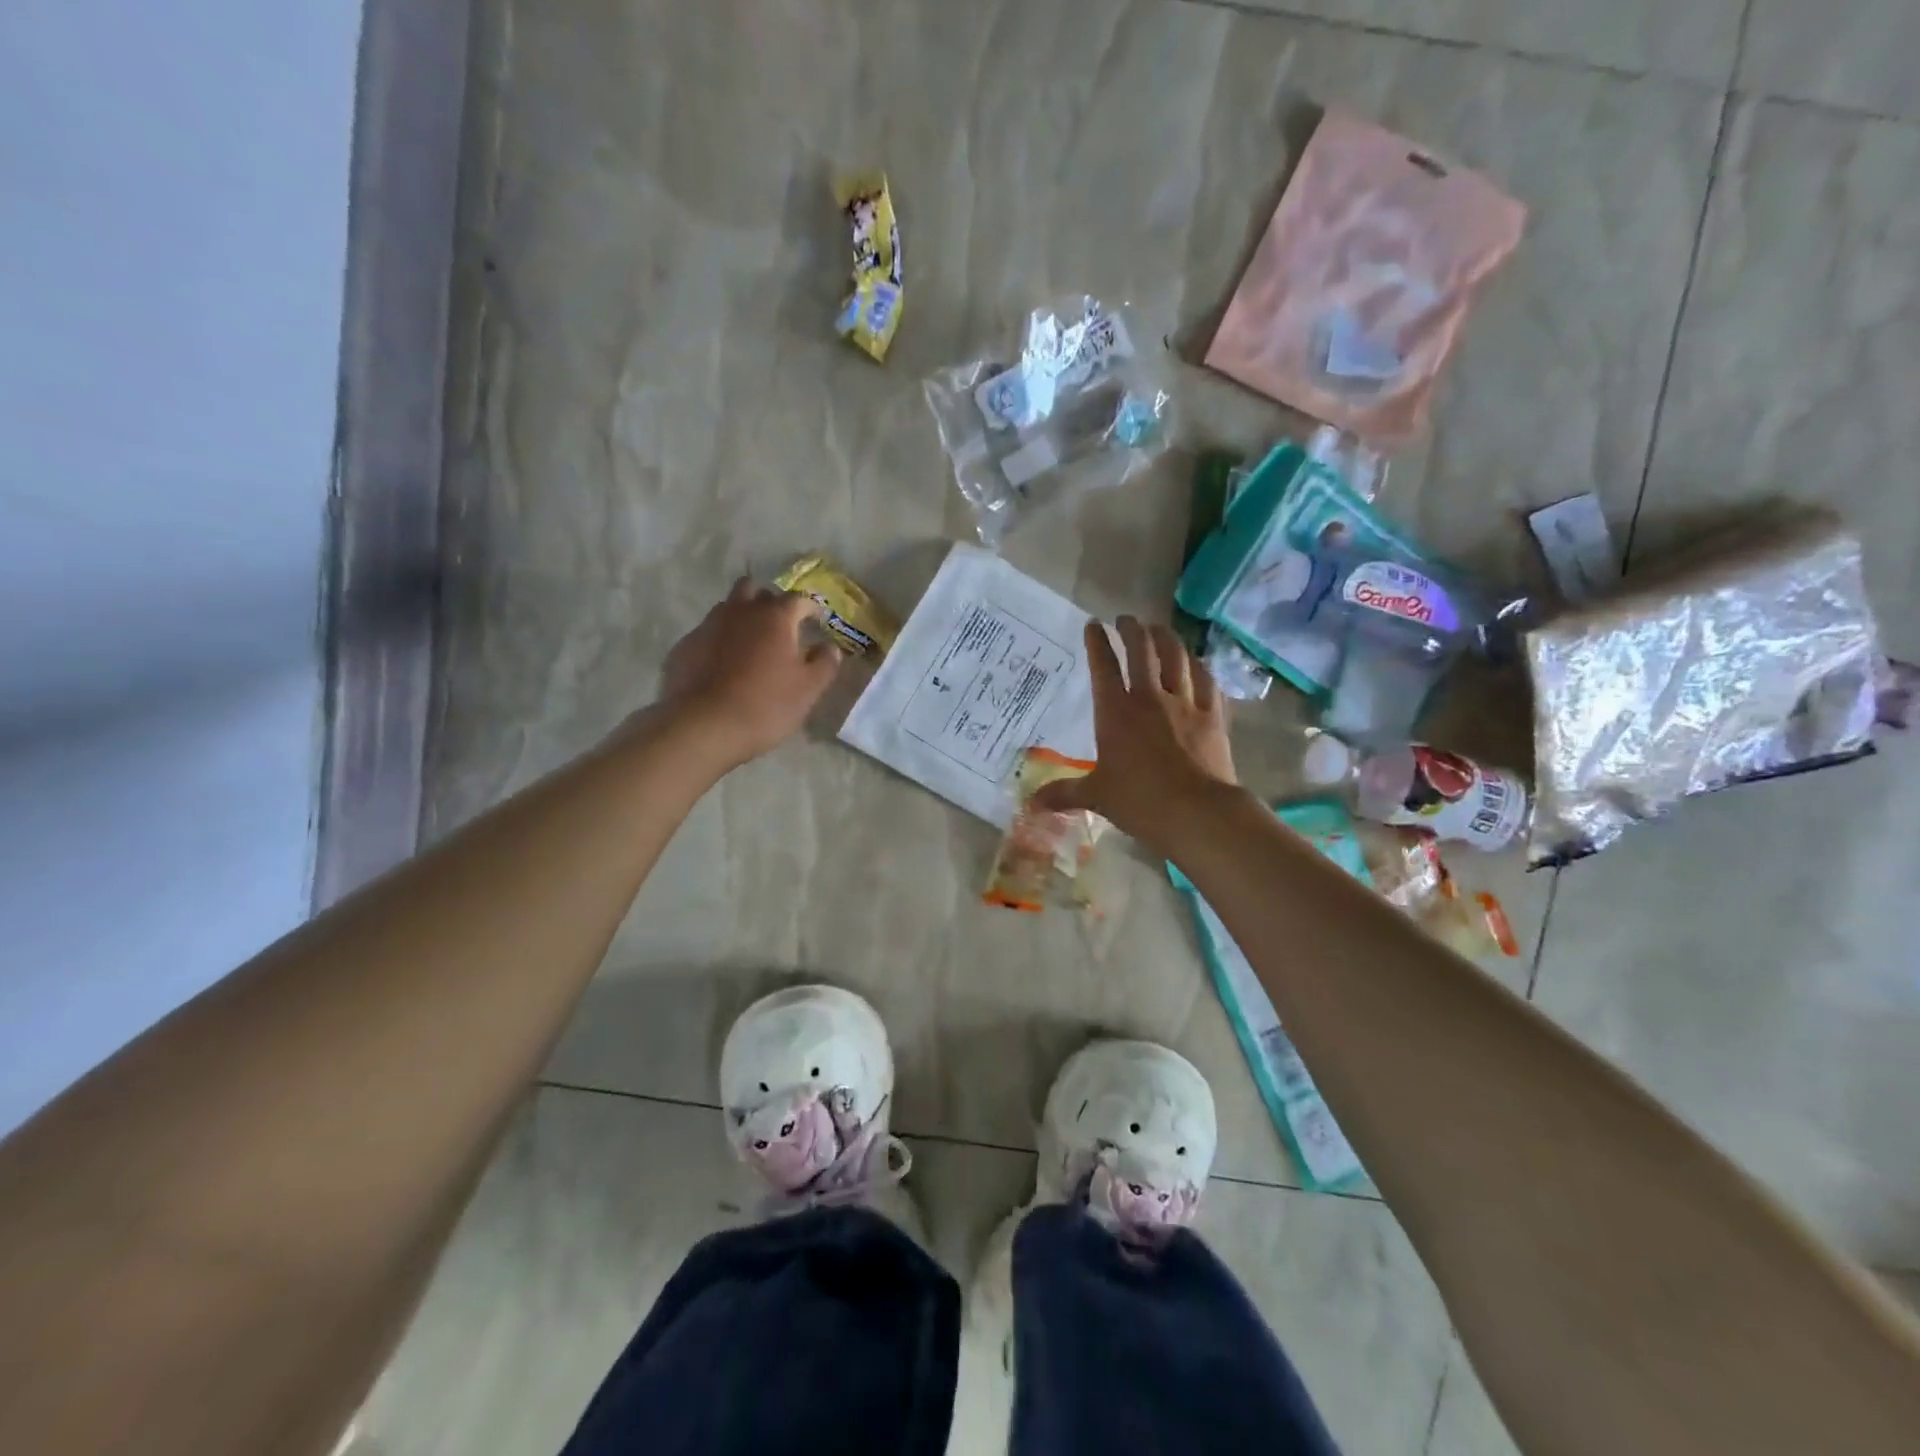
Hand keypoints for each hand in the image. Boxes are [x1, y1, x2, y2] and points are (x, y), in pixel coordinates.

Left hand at [655, 578, 841, 766]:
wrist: (701, 726)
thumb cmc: (764, 705)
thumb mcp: (808, 690)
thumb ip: (824, 663)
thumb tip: (830, 647)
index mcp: (775, 617)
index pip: (798, 599)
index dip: (811, 609)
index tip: (816, 622)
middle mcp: (740, 611)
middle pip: (756, 591)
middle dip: (770, 603)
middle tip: (780, 627)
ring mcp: (708, 626)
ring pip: (728, 608)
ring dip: (742, 617)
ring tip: (750, 644)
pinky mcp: (684, 646)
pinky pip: (708, 633)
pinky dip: (719, 641)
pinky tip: (722, 666)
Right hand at [1032, 617, 1237, 854]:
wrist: (1197, 812)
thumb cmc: (1140, 801)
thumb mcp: (1096, 797)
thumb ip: (1064, 793)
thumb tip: (1031, 804)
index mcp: (1116, 713)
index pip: (1103, 667)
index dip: (1097, 643)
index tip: (1093, 624)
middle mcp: (1150, 698)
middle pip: (1142, 651)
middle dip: (1132, 629)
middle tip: (1126, 619)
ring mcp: (1185, 703)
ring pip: (1176, 657)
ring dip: (1165, 638)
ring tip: (1158, 628)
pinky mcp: (1213, 715)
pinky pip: (1206, 680)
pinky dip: (1198, 665)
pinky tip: (1196, 661)